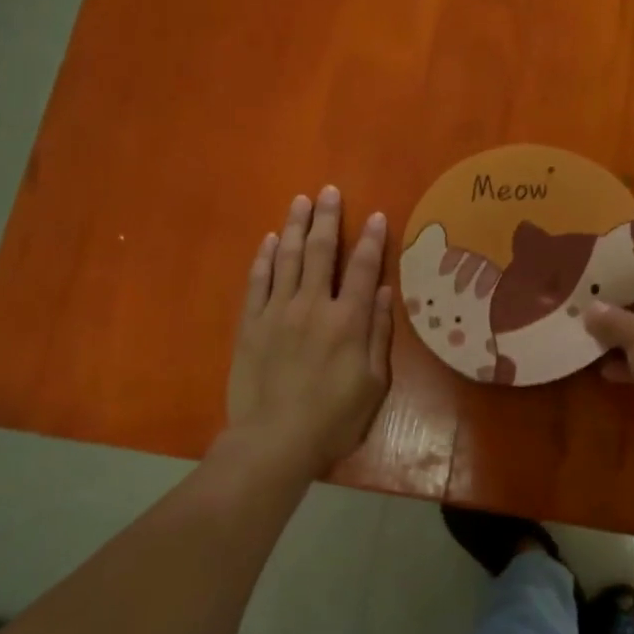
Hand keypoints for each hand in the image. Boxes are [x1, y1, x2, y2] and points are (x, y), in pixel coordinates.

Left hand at [224, 186, 394, 476]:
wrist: (274, 442)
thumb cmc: (334, 418)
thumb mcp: (373, 383)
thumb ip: (378, 333)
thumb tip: (383, 291)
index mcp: (347, 320)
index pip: (362, 268)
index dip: (370, 239)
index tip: (373, 214)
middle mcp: (312, 306)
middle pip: (320, 251)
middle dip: (326, 218)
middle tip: (328, 190)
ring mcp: (277, 312)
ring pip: (286, 258)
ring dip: (294, 226)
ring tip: (299, 201)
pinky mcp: (250, 324)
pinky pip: (257, 281)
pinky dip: (263, 257)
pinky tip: (268, 239)